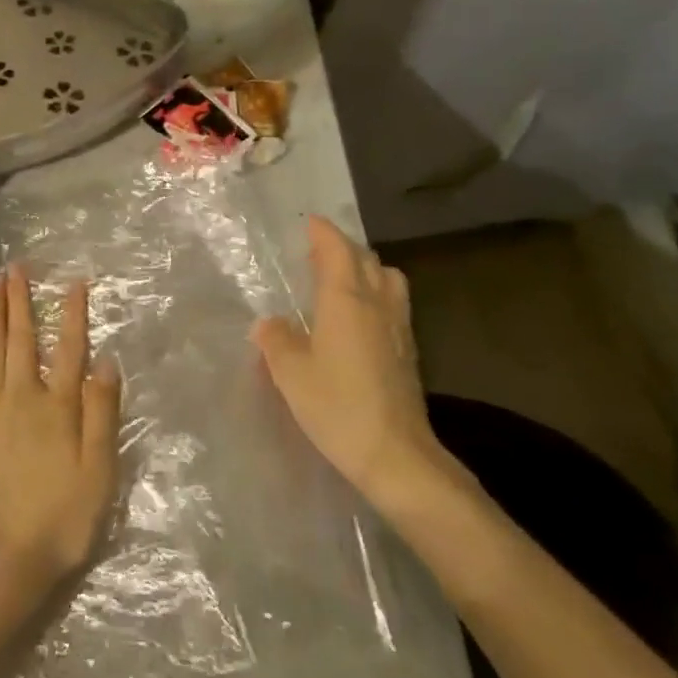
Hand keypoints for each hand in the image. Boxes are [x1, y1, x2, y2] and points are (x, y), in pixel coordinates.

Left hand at [0, 265, 120, 598]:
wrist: (2, 555)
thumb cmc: (61, 519)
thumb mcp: (99, 471)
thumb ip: (102, 413)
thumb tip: (106, 360)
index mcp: (58, 406)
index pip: (70, 349)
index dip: (73, 314)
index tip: (74, 281)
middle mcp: (21, 396)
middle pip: (23, 339)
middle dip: (21, 300)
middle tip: (16, 266)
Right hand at [252, 216, 454, 513]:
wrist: (396, 455)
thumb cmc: (337, 406)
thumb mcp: (291, 373)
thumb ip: (276, 340)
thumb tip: (269, 323)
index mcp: (345, 300)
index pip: (337, 250)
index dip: (323, 232)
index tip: (309, 222)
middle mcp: (376, 304)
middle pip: (366, 259)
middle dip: (343, 248)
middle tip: (318, 252)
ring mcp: (398, 328)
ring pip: (388, 280)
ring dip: (366, 270)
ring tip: (342, 281)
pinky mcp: (408, 352)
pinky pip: (393, 305)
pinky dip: (376, 296)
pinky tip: (359, 319)